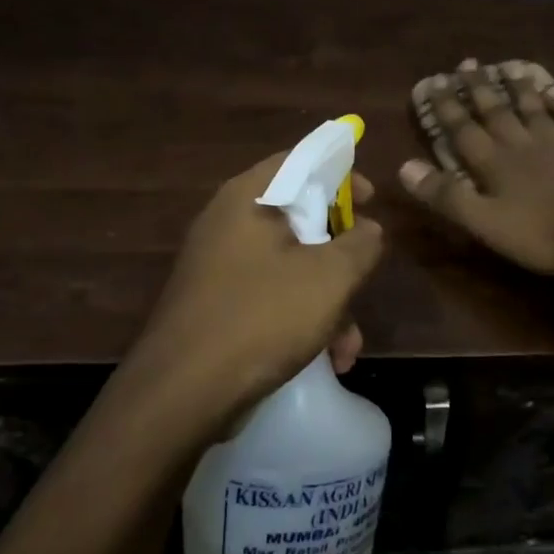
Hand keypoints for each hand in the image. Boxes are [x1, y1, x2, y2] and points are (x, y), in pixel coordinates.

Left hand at [125, 153, 384, 434]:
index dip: (341, 172)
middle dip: (341, 254)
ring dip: (328, 299)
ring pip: (290, 265)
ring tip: (348, 344)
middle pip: (299, 216)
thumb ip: (361, 243)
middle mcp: (228, 222)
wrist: (183, 393)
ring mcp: (220, 266)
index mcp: (249, 197)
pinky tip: (327, 358)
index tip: (371, 200)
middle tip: (364, 274)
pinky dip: (301, 318)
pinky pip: (271, 295)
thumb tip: (368, 230)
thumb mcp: (330, 276)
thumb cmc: (263, 317)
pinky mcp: (218, 304)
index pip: (300, 160)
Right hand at [400, 62, 553, 276]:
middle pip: (497, 112)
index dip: (446, 107)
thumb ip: (447, 196)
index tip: (433, 81)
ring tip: (510, 67)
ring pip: (534, 109)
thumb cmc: (543, 235)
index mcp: (496, 164)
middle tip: (468, 62)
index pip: (463, 130)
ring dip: (519, 88)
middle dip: (479, 89)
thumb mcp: (485, 223)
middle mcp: (524, 146)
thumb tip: (404, 166)